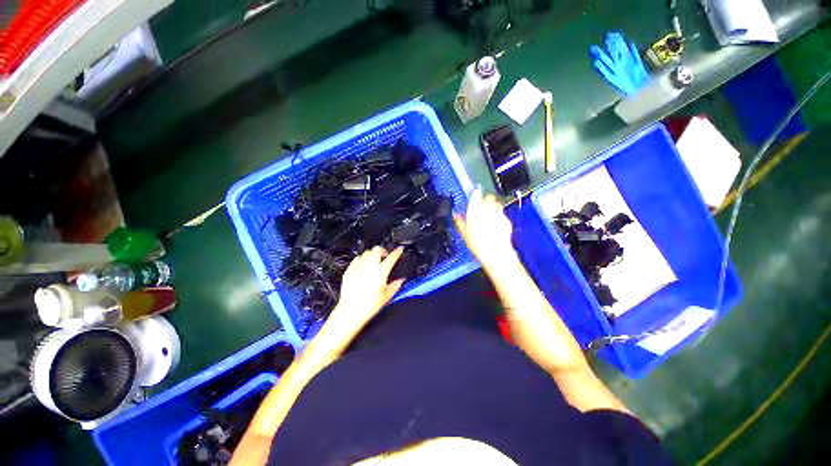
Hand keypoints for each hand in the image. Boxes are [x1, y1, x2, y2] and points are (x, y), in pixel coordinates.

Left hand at [328, 247, 404, 331]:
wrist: (350, 312)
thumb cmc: (368, 306)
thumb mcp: (386, 297)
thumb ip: (395, 286)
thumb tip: (400, 281)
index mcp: (380, 273)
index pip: (391, 258)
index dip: (397, 252)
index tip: (399, 250)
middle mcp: (369, 268)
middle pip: (376, 250)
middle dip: (382, 250)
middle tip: (385, 256)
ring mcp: (358, 268)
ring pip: (366, 253)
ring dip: (372, 255)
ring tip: (374, 262)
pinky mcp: (349, 271)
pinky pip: (356, 259)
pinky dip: (361, 260)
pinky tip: (363, 266)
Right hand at [454, 188, 515, 268]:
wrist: (496, 252)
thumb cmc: (478, 244)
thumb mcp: (465, 234)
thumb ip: (460, 222)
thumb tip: (456, 216)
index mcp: (475, 210)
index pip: (476, 194)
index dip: (475, 192)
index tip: (474, 192)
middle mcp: (488, 209)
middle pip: (488, 197)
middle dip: (485, 199)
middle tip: (481, 206)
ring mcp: (499, 213)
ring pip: (496, 203)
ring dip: (493, 206)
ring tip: (489, 214)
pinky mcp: (506, 220)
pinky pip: (502, 213)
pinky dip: (499, 216)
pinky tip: (495, 224)